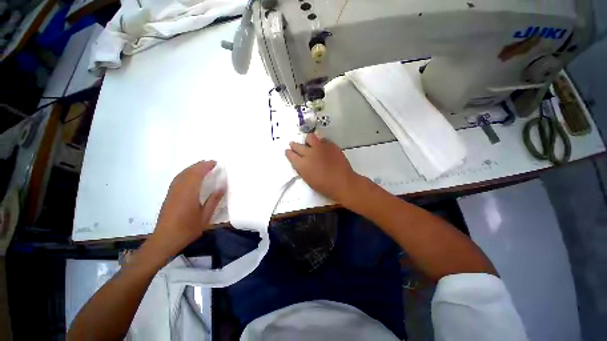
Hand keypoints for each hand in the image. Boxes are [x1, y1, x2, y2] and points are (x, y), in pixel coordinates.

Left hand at [149, 161, 224, 259]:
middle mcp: (179, 190)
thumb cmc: (187, 229)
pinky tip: (190, 175)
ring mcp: (172, 192)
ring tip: (202, 166)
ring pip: (181, 175)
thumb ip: (213, 201)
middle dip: (199, 165)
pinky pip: (177, 179)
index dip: (205, 167)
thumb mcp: (205, 217)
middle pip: (188, 172)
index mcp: (189, 194)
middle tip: (210, 162)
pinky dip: (185, 173)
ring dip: (192, 168)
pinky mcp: (169, 196)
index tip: (215, 163)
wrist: (165, 239)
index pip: (197, 175)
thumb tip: (221, 188)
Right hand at [286, 133, 358, 202]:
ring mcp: (320, 147)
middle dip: (294, 145)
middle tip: (293, 144)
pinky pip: (323, 139)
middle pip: (297, 145)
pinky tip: (323, 147)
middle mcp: (309, 153)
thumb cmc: (324, 186)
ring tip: (310, 144)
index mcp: (302, 164)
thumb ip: (302, 168)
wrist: (342, 182)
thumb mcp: (308, 179)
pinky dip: (321, 142)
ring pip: (310, 137)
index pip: (290, 155)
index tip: (288, 151)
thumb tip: (300, 162)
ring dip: (308, 141)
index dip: (288, 152)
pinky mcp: (330, 145)